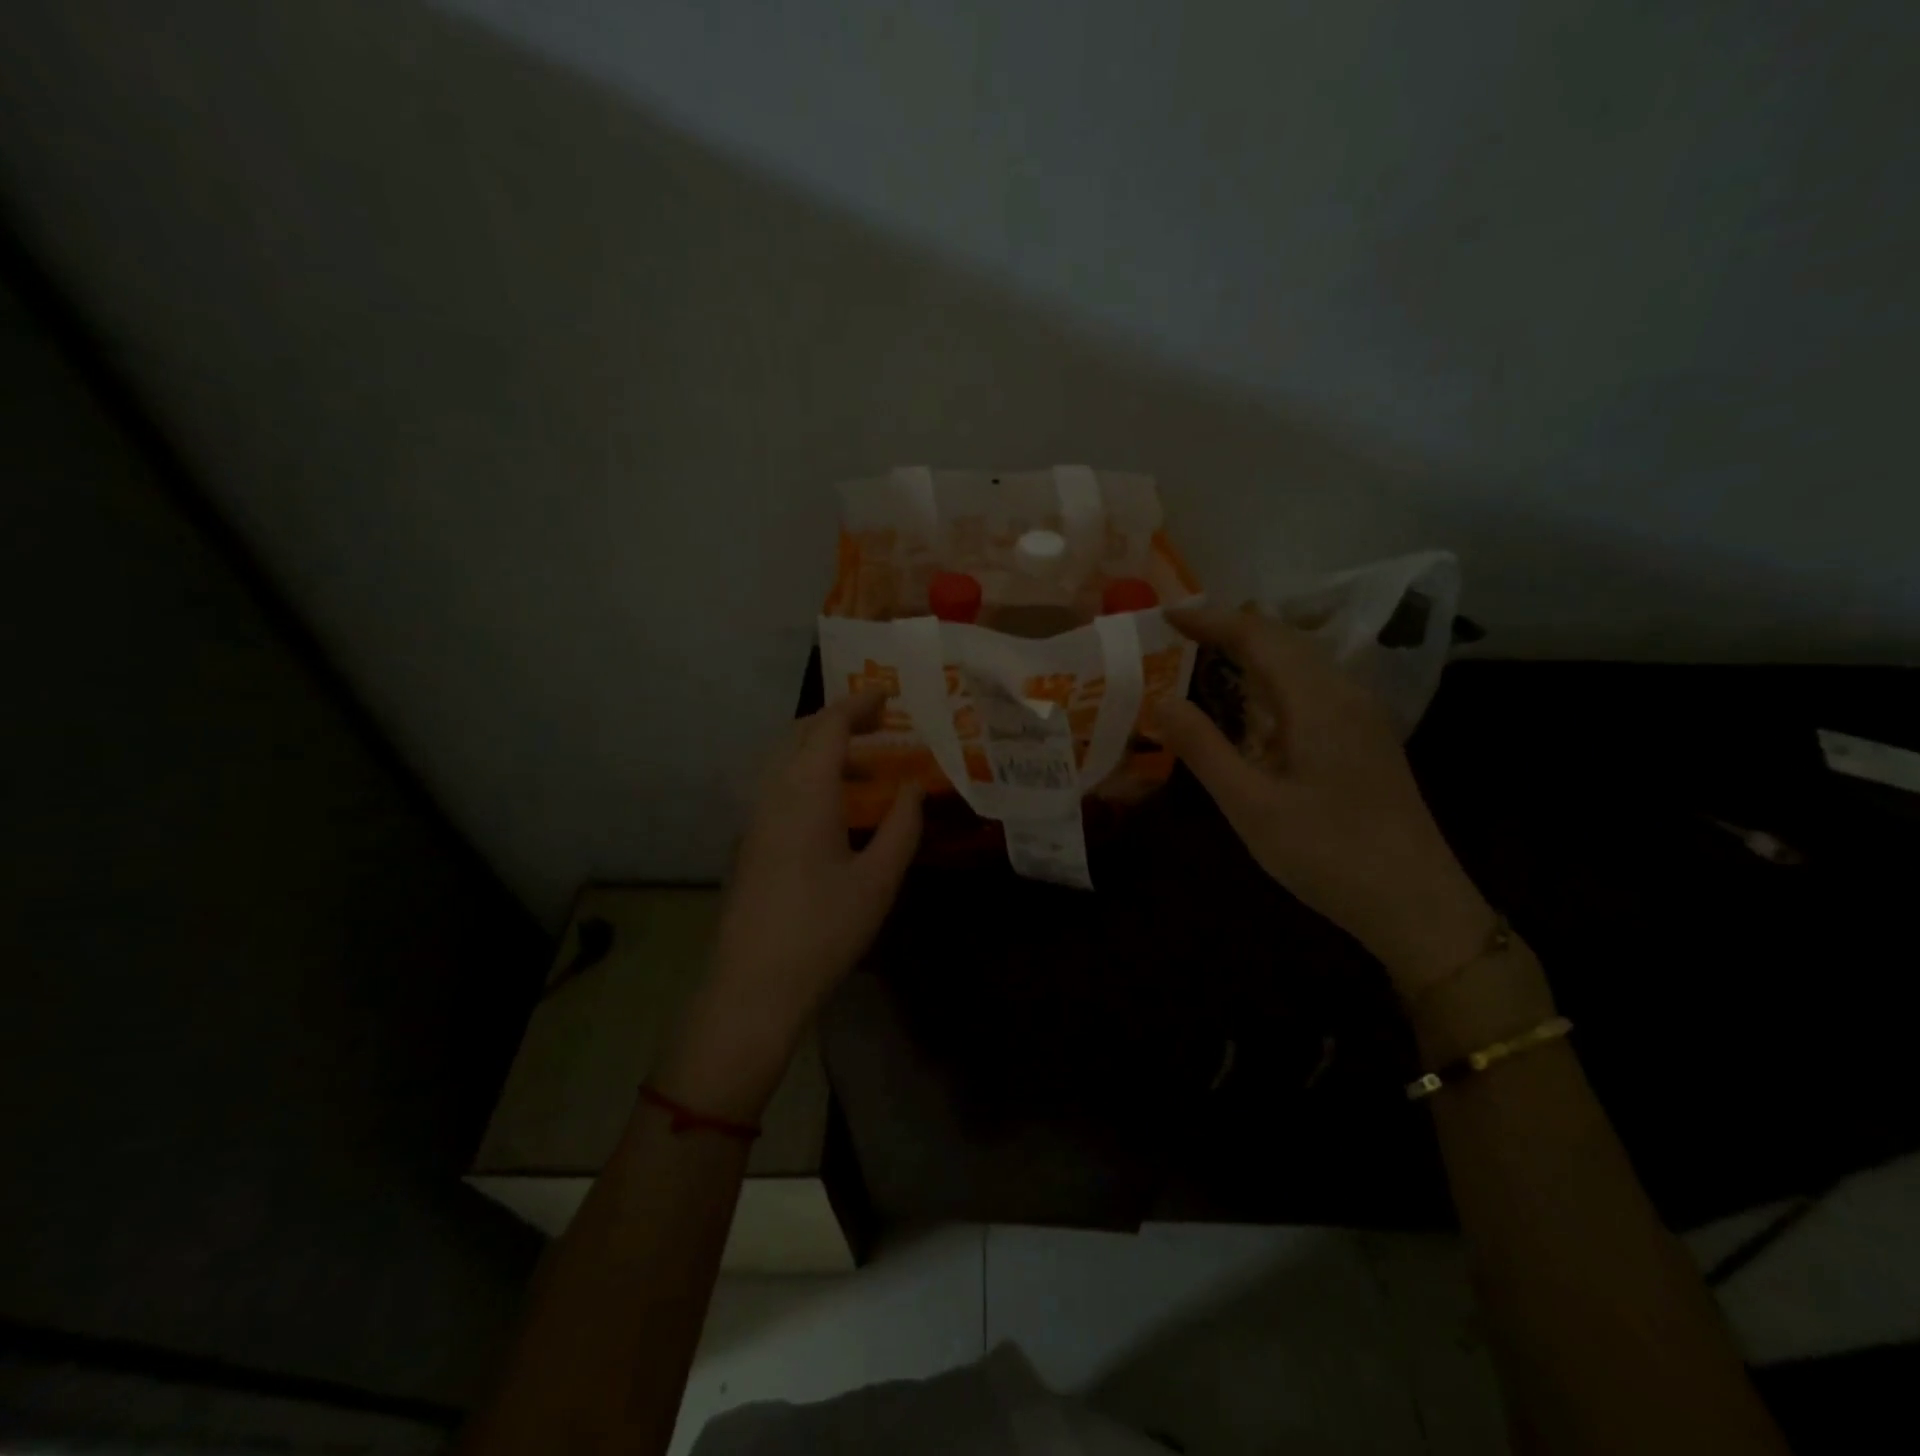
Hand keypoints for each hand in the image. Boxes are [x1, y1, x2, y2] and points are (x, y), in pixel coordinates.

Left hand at [656, 689, 922, 1119]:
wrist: (752, 985)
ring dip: (821, 749)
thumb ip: (902, 826)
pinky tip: (834, 807)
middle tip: (877, 725)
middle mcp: (772, 794)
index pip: (828, 728)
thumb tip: (912, 788)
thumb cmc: (823, 930)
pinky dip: (808, 774)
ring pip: (784, 760)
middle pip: (799, 735)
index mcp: (805, 793)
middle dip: (836, 720)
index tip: (886, 696)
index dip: (857, 705)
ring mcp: (754, 818)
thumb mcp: (878, 880)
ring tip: (864, 767)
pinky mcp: (749, 842)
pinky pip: (778, 786)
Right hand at [1153, 604, 1491, 995]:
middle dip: (1229, 627)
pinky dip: (1271, 677)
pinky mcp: (1363, 737)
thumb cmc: (1328, 854)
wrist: (1417, 903)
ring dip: (1252, 650)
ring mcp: (1359, 714)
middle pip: (1282, 638)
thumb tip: (1160, 700)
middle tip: (1175, 632)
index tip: (1164, 614)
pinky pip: (1311, 685)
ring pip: (1300, 660)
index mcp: (1317, 700)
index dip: (1209, 619)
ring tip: (1203, 655)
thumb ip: (1203, 748)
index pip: (1257, 635)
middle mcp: (1343, 693)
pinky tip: (1252, 703)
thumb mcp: (1250, 806)